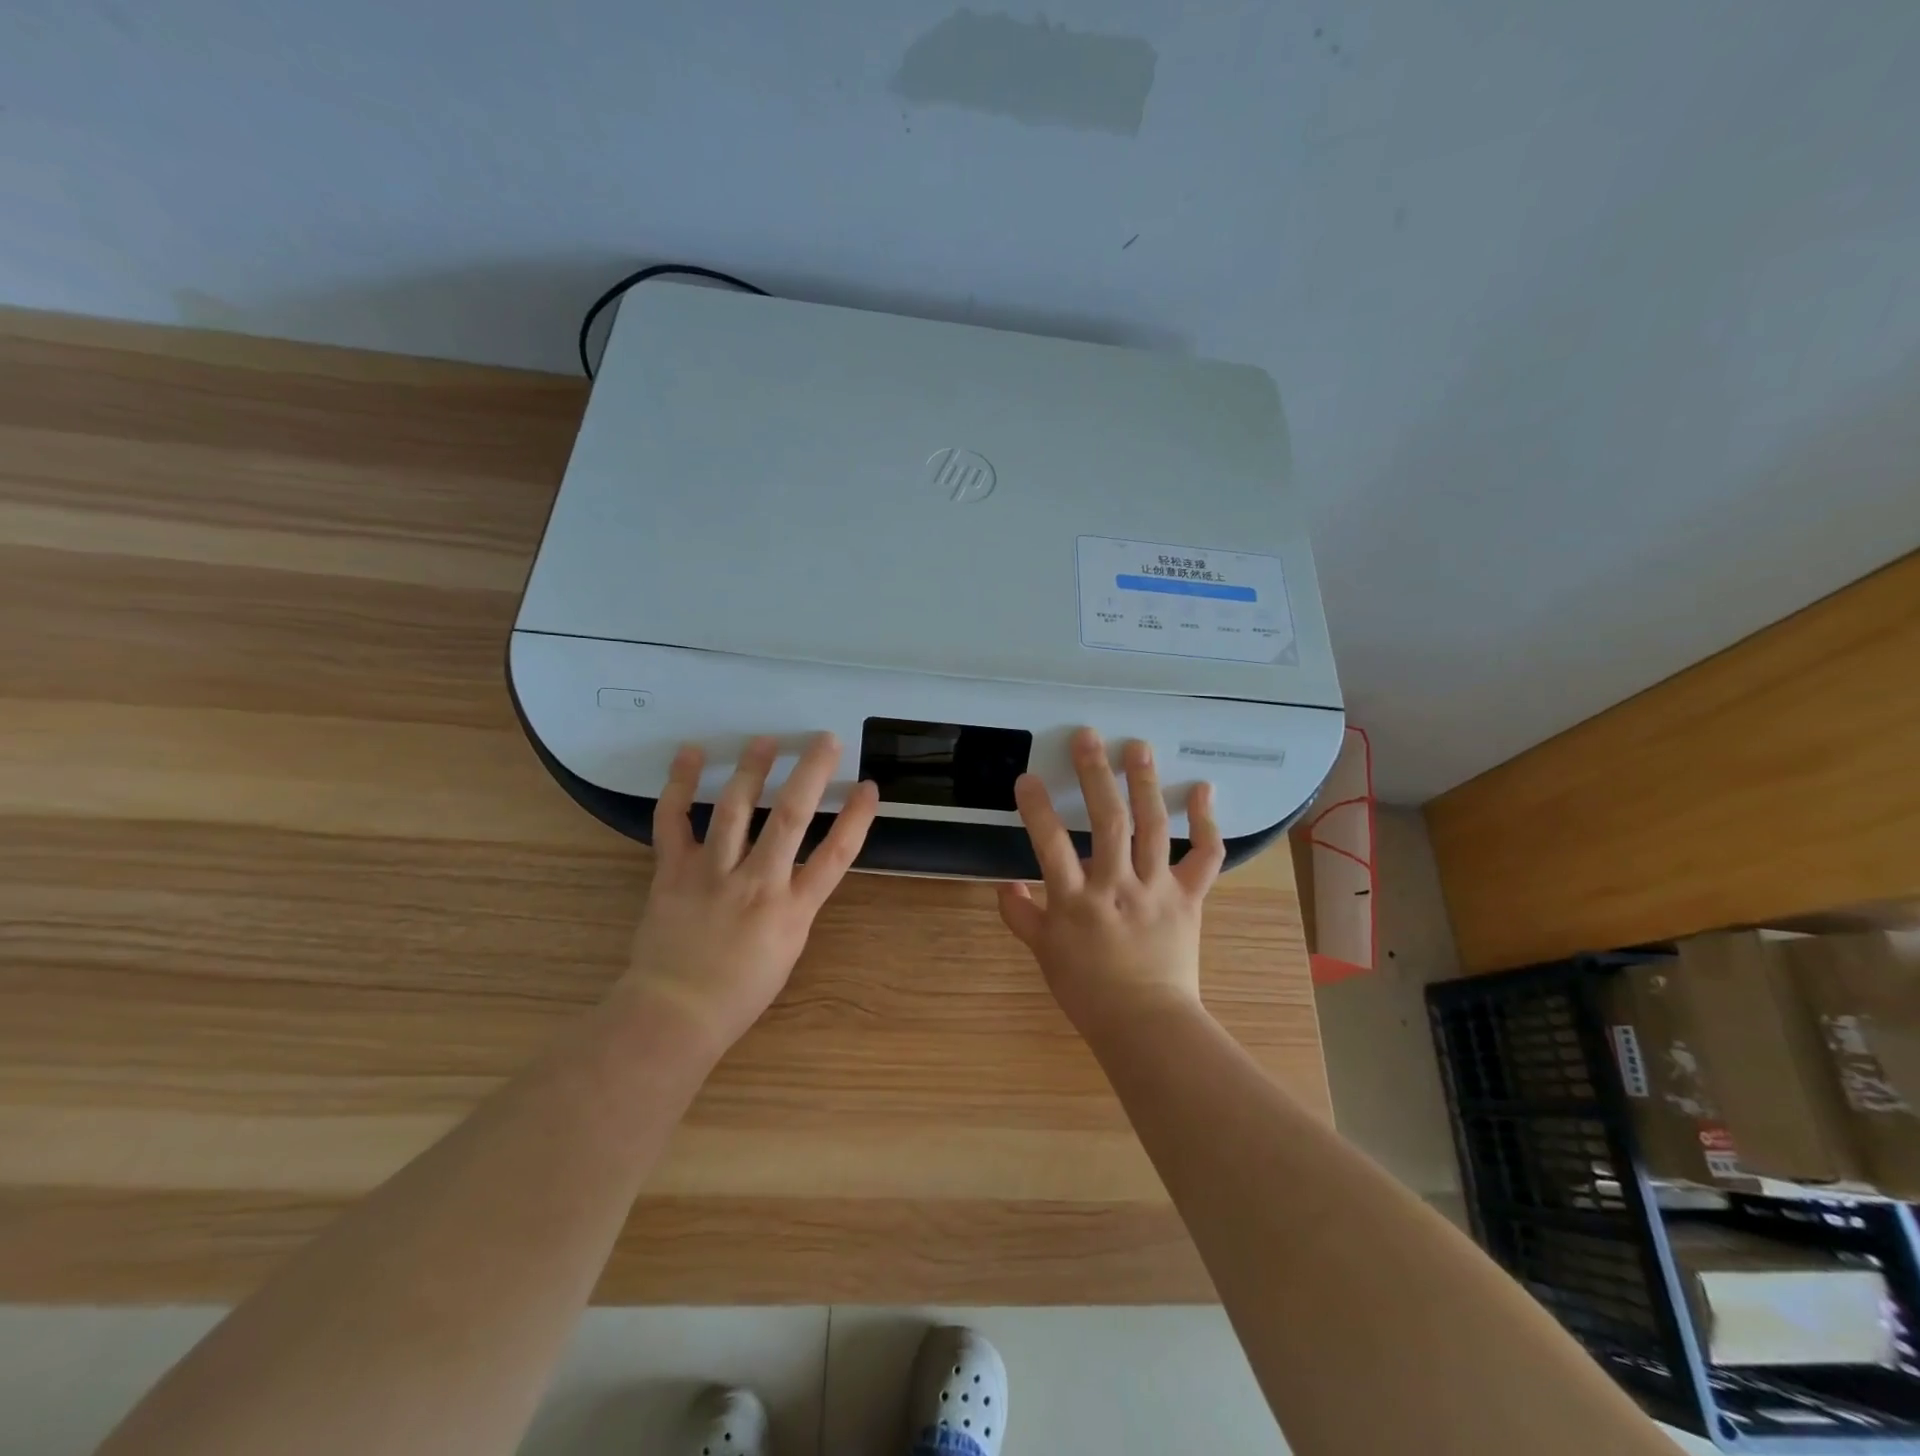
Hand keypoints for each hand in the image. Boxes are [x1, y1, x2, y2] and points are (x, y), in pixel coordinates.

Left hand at [623, 733, 878, 1055]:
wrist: (674, 1013)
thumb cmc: (739, 991)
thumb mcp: (788, 949)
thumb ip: (796, 902)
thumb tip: (798, 865)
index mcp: (792, 910)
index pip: (835, 855)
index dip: (856, 818)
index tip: (868, 787)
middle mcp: (757, 884)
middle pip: (790, 818)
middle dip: (810, 773)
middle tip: (824, 739)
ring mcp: (712, 874)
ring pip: (734, 809)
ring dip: (752, 769)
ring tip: (766, 740)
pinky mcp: (673, 871)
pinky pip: (673, 820)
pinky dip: (679, 784)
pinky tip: (689, 753)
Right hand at [997, 727, 1225, 1031]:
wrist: (1147, 1024)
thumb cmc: (1089, 991)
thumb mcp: (1045, 954)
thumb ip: (1021, 915)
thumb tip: (1004, 884)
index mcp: (1077, 903)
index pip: (1051, 846)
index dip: (1038, 809)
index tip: (1027, 777)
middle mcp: (1117, 887)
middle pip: (1108, 823)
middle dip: (1096, 776)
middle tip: (1088, 737)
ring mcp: (1157, 889)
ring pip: (1153, 828)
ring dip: (1145, 783)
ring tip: (1138, 746)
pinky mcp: (1189, 897)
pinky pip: (1204, 856)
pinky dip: (1205, 823)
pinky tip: (1202, 790)